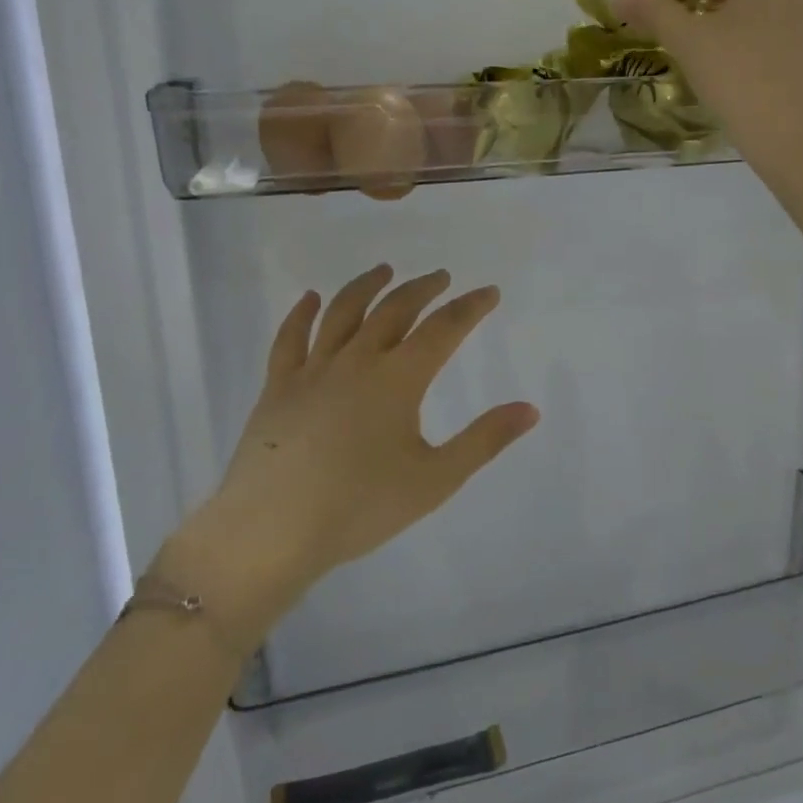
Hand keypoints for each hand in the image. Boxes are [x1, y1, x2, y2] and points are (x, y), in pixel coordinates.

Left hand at [163, 265, 539, 626]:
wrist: (271, 531)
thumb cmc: (360, 507)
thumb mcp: (435, 480)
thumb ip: (485, 440)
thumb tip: (531, 409)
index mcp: (398, 378)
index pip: (444, 329)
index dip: (470, 307)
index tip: (489, 292)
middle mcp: (357, 360)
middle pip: (395, 310)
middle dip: (423, 289)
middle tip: (441, 278)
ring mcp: (313, 370)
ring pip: (343, 312)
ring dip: (367, 286)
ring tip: (385, 271)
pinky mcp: (278, 386)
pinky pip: (290, 338)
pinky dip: (301, 313)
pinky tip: (309, 298)